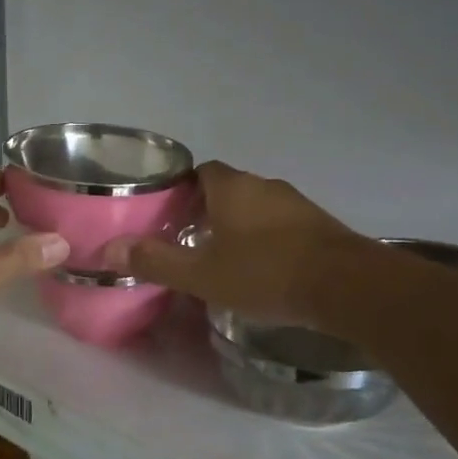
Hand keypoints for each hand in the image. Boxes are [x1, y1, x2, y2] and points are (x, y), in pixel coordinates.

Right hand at [105, 162, 361, 326]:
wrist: (347, 286)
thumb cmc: (266, 273)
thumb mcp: (202, 274)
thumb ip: (156, 261)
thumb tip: (109, 249)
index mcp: (232, 187)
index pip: (200, 172)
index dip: (182, 189)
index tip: (170, 215)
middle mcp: (264, 185)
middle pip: (228, 189)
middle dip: (209, 210)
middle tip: (191, 241)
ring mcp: (297, 203)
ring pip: (257, 207)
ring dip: (240, 225)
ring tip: (225, 257)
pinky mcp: (320, 225)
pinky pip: (282, 224)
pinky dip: (268, 239)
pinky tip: (264, 268)